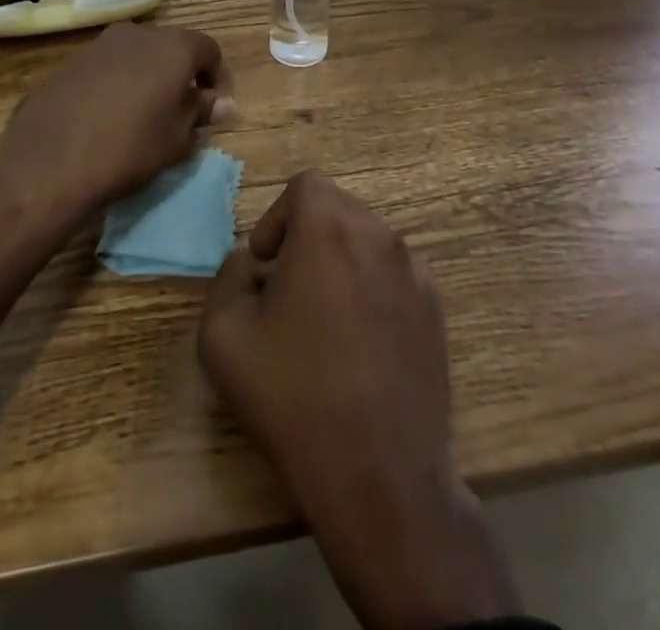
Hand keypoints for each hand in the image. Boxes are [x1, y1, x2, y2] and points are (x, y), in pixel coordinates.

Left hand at [0, 22, 233, 224]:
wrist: (49, 160)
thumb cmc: (129, 148)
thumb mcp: (177, 138)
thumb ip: (202, 113)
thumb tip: (222, 104)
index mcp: (173, 46)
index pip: (209, 50)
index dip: (218, 79)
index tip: (215, 110)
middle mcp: (139, 33)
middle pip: (173, 47)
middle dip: (183, 75)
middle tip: (184, 112)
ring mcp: (101, 44)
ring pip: (139, 54)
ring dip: (150, 77)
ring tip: (146, 115)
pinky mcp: (72, 61)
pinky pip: (109, 66)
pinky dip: (120, 83)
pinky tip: (111, 116)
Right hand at [198, 171, 517, 629]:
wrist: (379, 475)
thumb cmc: (293, 396)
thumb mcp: (223, 332)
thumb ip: (227, 275)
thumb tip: (251, 264)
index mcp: (330, 228)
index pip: (304, 185)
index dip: (277, 217)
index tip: (266, 266)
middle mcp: (380, 235)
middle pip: (338, 209)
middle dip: (307, 237)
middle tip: (287, 291)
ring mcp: (415, 272)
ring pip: (368, 241)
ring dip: (340, 262)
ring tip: (323, 321)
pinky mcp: (436, 310)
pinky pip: (394, 275)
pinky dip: (372, 289)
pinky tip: (360, 345)